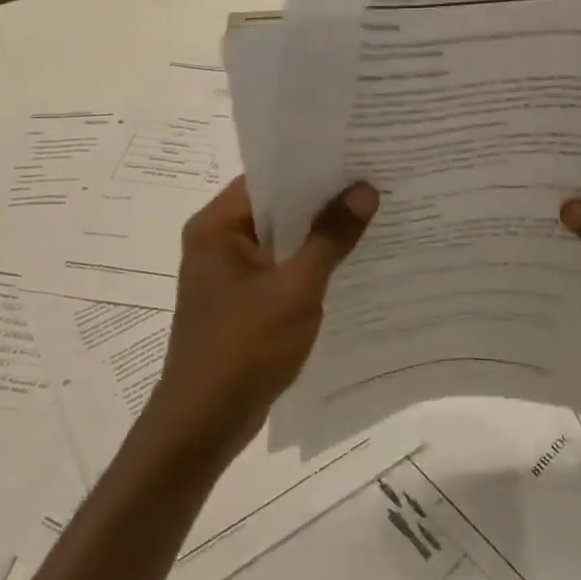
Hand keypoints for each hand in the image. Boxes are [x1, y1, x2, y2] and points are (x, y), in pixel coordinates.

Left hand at [145, 176, 377, 461]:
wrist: (204, 423)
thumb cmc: (244, 348)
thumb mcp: (295, 289)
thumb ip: (330, 238)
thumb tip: (364, 190)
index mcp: (217, 227)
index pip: (268, 177)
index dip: (312, 166)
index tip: (358, 157)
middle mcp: (218, 242)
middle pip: (277, 208)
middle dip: (323, 200)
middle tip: (376, 183)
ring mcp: (228, 275)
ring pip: (282, 240)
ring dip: (319, 235)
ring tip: (372, 216)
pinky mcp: (241, 302)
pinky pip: (280, 270)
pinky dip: (310, 265)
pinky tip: (350, 264)